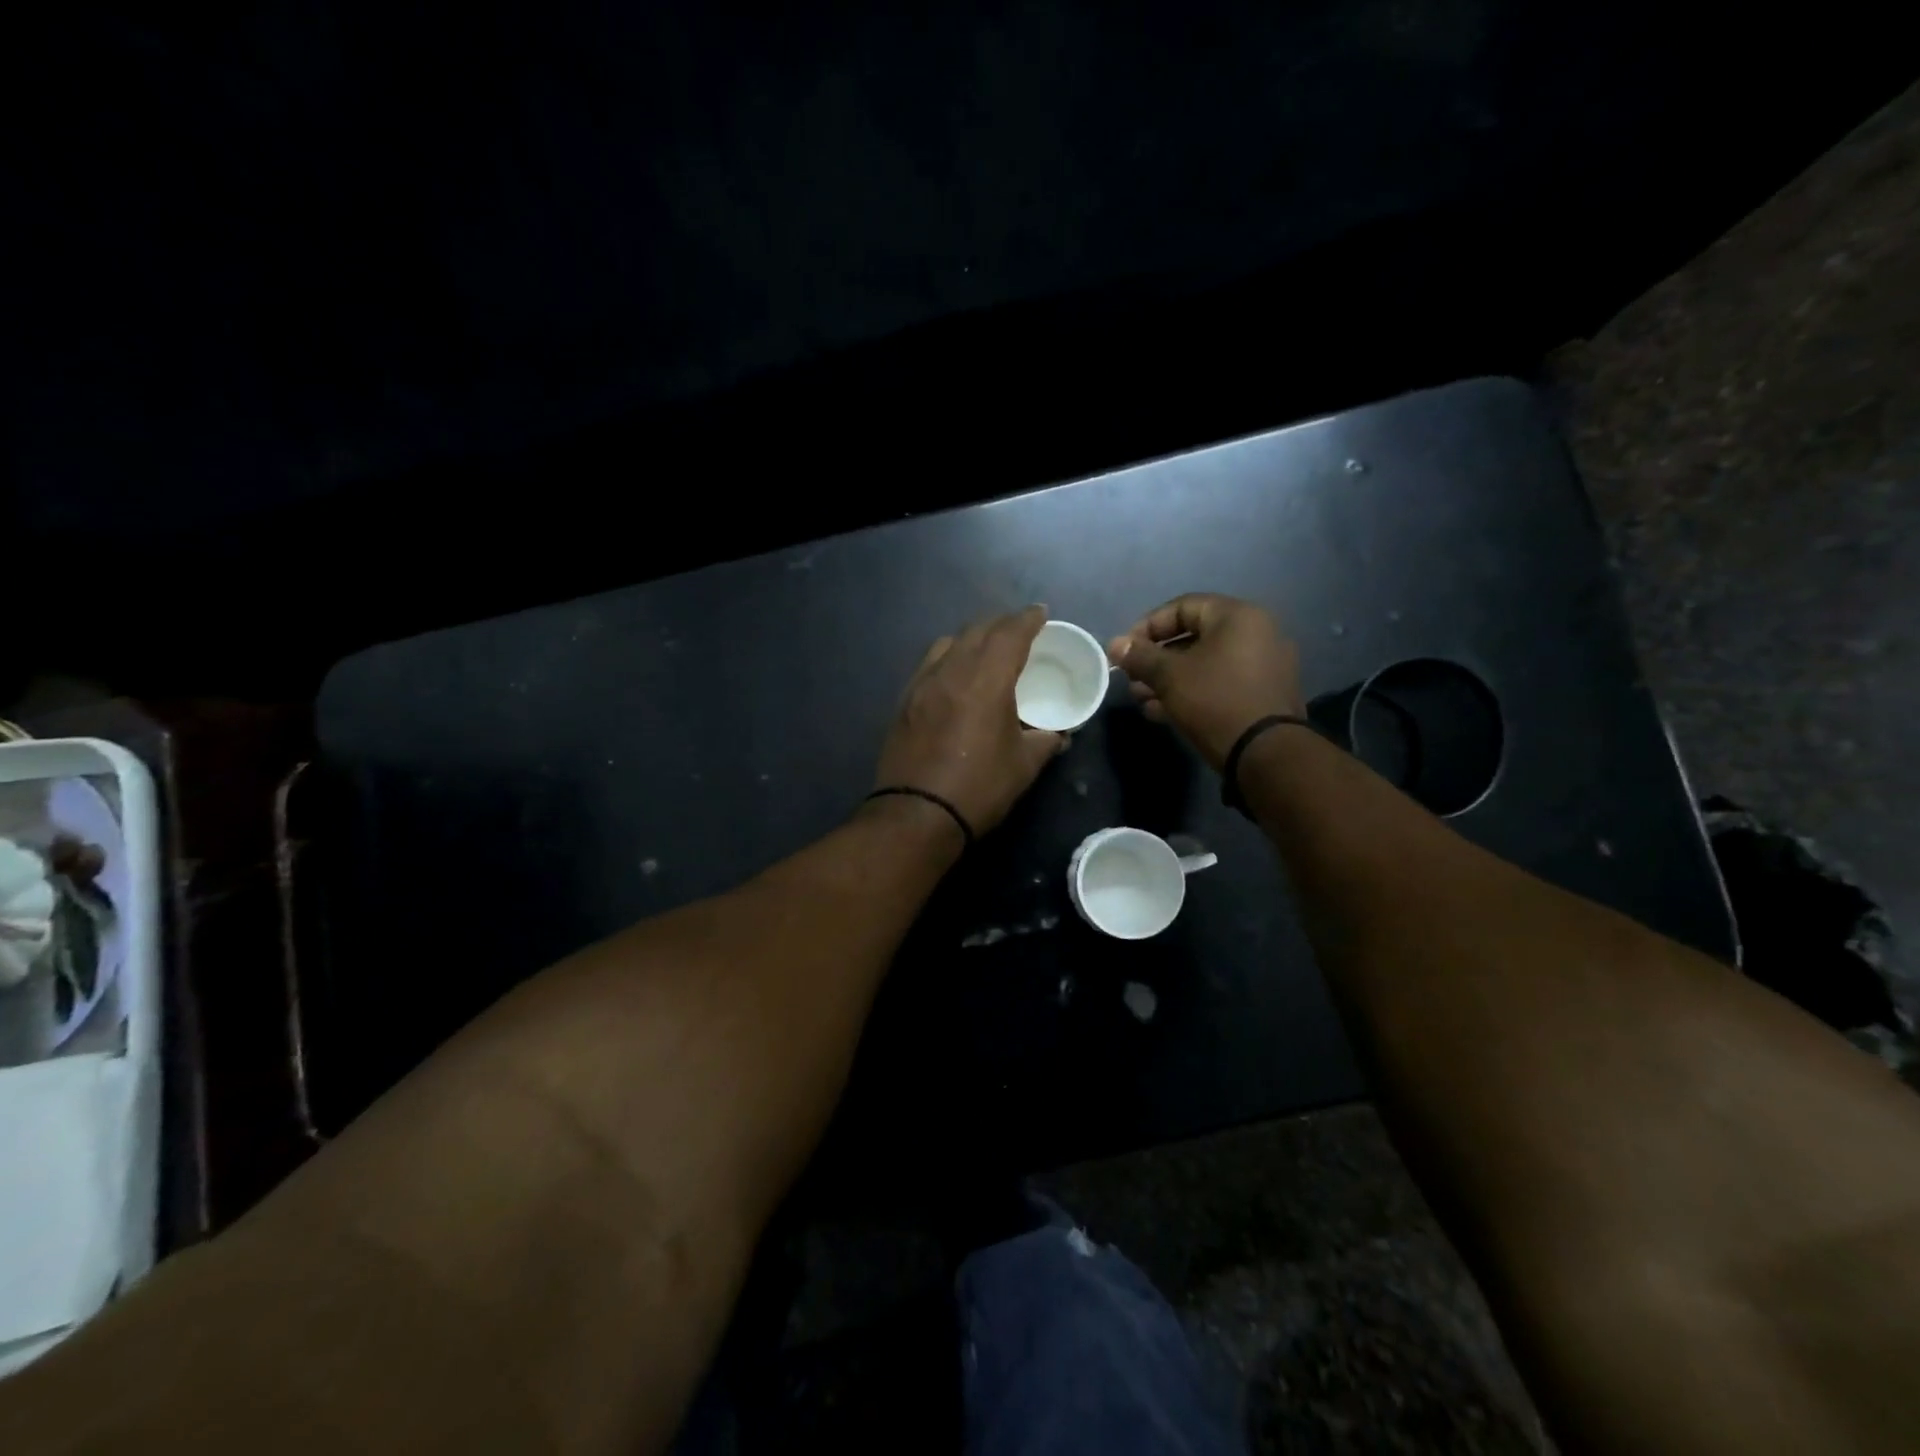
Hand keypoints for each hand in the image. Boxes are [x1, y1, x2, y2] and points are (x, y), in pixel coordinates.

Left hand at [872, 606, 1069, 836]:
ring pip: (948, 643)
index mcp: (986, 681)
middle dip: (1001, 624)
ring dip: (972, 638)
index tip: (1041, 613)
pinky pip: (930, 664)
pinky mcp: (904, 701)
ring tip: (986, 649)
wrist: (917, 814)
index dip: (1028, 619)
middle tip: (1019, 631)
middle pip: (977, 630)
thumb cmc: (978, 788)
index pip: (1010, 634)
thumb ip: (1045, 741)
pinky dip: (949, 657)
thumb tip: (1059, 734)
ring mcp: (922, 684)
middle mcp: (951, 671)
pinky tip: (955, 674)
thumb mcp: (1024, 766)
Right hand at [1108, 594, 1303, 769]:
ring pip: (1204, 663)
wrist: (1265, 754)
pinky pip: (1220, 682)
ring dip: (1169, 678)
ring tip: (1141, 698)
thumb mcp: (1170, 676)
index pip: (1182, 606)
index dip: (1147, 626)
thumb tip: (1115, 644)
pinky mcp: (1262, 694)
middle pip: (1193, 636)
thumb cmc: (1215, 701)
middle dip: (1156, 658)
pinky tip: (1162, 711)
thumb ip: (1140, 656)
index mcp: (1237, 617)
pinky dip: (1191, 691)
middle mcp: (1256, 633)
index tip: (1125, 650)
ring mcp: (1263, 665)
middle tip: (1131, 678)